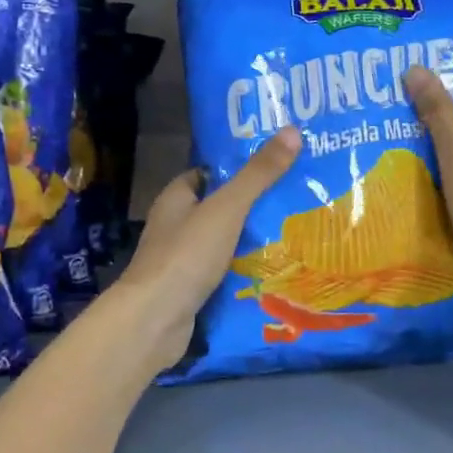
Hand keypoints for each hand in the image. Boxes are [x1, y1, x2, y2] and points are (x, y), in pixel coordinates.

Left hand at [115, 125, 301, 370]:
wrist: (154, 321)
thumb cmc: (186, 255)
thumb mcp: (227, 208)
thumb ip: (258, 174)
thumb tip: (293, 131)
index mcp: (177, 198)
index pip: (210, 173)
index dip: (240, 167)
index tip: (278, 164)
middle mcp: (176, 225)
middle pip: (220, 208)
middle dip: (254, 206)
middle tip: (298, 198)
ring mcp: (182, 260)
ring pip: (224, 242)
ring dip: (253, 240)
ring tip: (297, 232)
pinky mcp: (191, 290)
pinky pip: (224, 272)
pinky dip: (246, 270)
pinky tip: (276, 270)